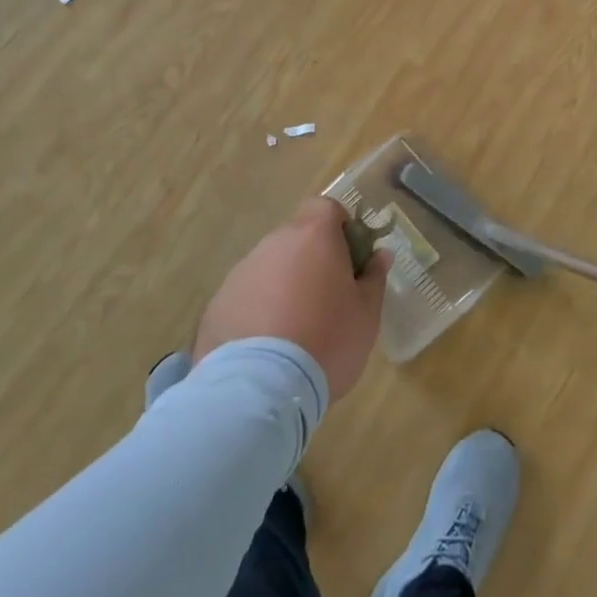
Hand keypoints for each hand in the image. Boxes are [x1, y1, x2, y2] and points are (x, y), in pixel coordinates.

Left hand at [194, 197, 389, 399]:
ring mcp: (241, 273)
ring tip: (295, 330)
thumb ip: (374, 278)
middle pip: (297, 237)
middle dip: (312, 260)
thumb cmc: (326, 341)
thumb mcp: (366, 314)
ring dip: (284, 286)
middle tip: (327, 299)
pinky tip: (266, 348)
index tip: (350, 259)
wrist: (258, 389)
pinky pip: (246, 297)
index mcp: (313, 236)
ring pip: (270, 267)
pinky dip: (258, 311)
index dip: (340, 227)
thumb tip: (379, 255)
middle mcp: (273, 244)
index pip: (326, 207)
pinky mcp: (217, 304)